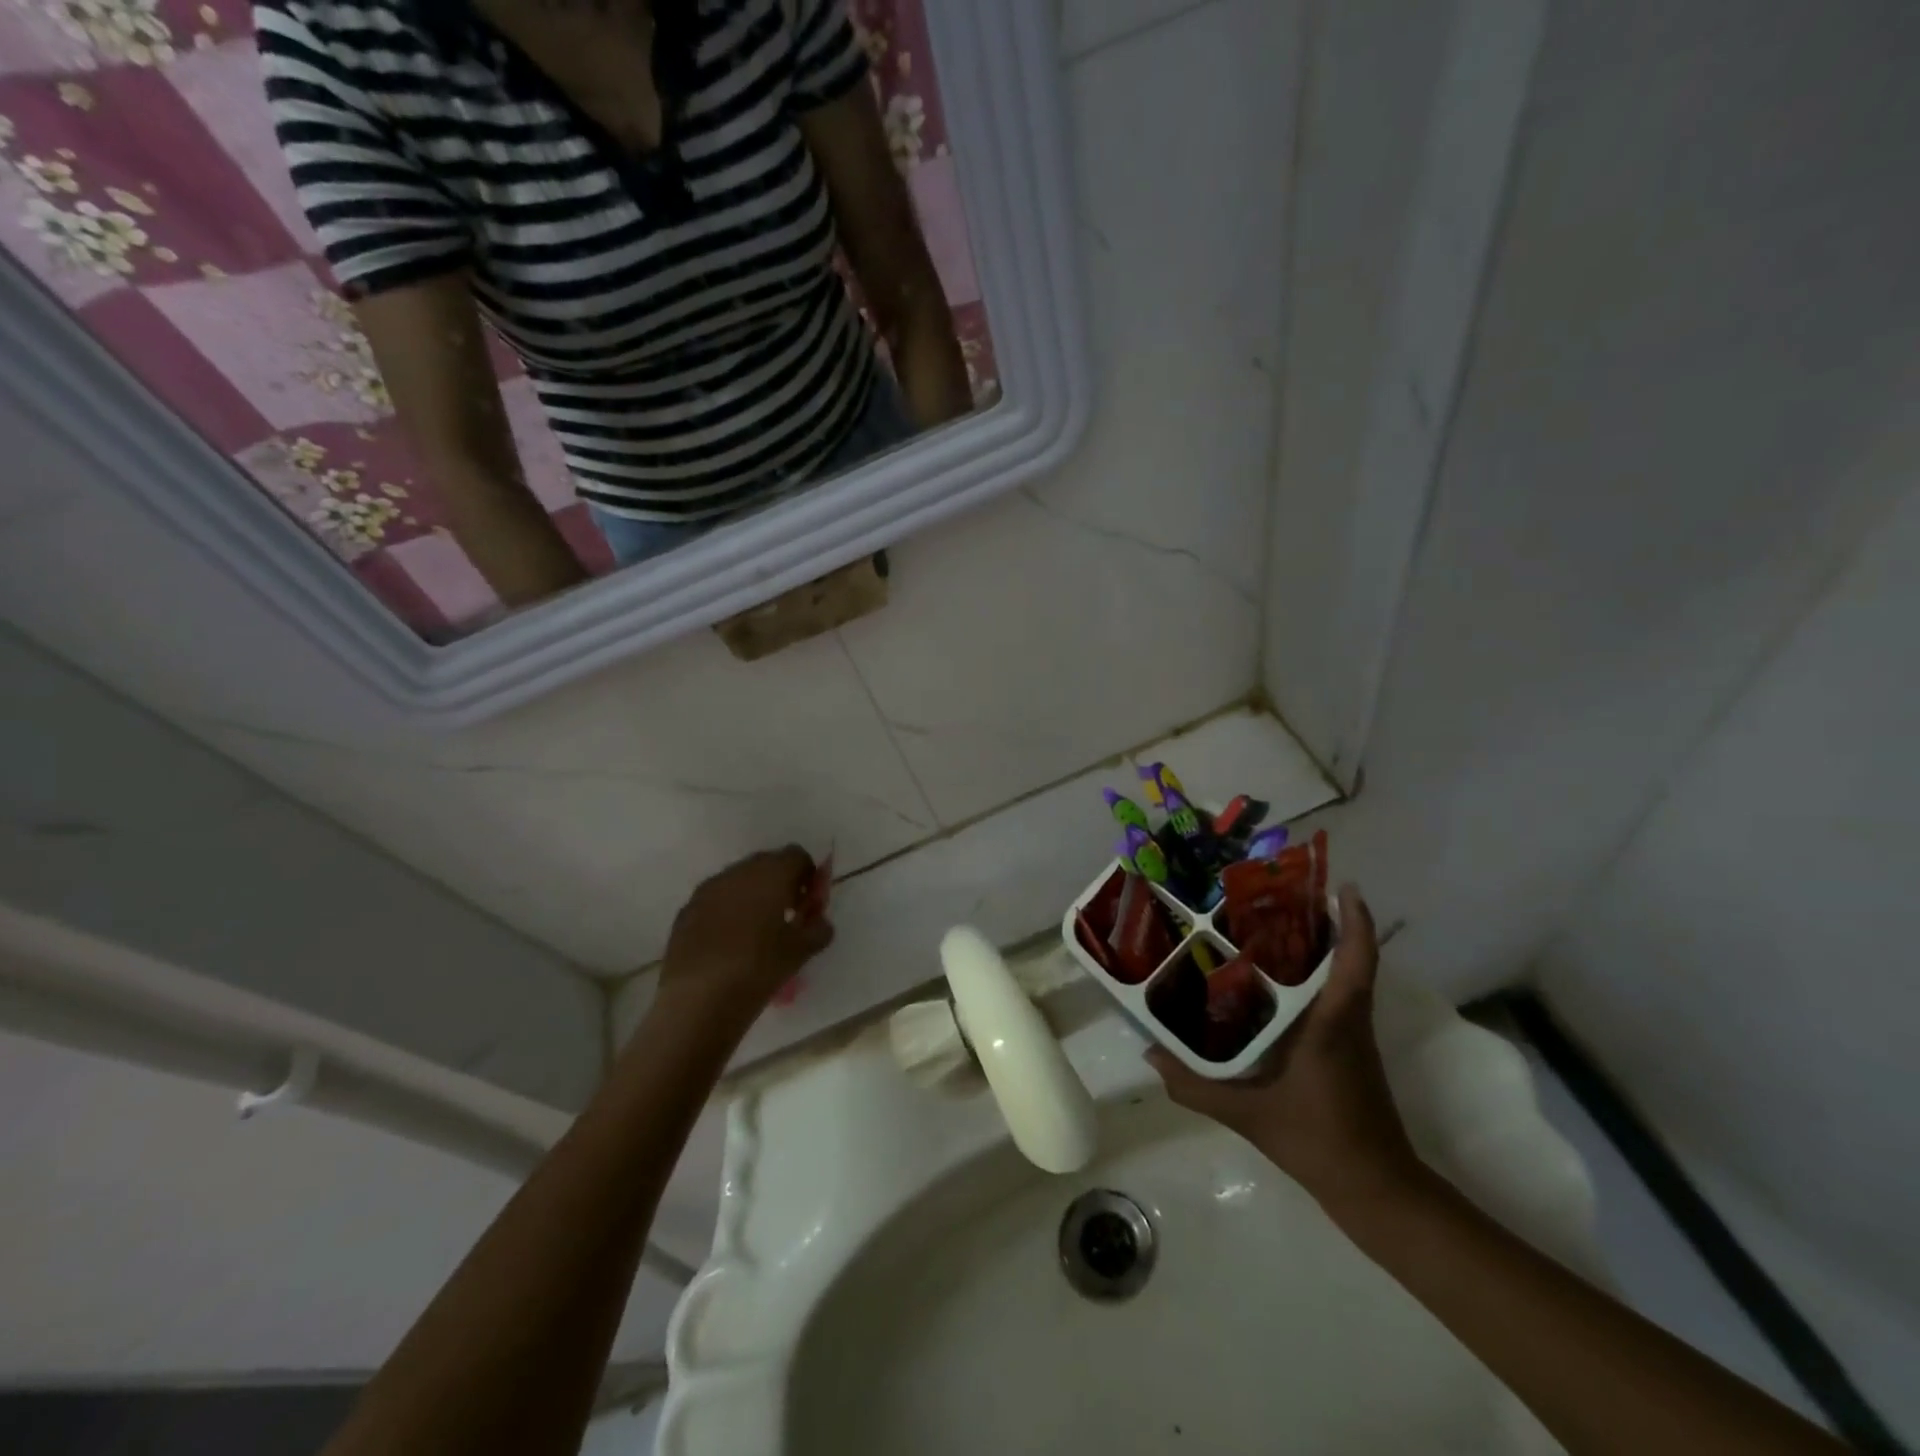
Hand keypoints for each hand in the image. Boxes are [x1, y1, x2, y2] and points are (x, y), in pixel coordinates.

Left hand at [655, 847, 833, 1028]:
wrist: (698, 999)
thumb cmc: (758, 968)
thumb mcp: (799, 952)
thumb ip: (817, 930)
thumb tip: (820, 923)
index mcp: (771, 873)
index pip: (797, 856)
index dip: (808, 876)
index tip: (808, 904)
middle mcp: (739, 872)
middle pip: (767, 864)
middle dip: (780, 884)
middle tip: (787, 916)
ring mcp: (708, 889)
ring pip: (738, 881)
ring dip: (752, 896)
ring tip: (757, 932)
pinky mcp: (686, 911)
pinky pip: (715, 900)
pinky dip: (727, 911)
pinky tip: (729, 944)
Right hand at [1147, 885, 1419, 1210]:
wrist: (1374, 1189)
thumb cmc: (1317, 1139)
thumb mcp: (1247, 1114)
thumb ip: (1194, 1085)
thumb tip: (1150, 1054)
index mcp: (1332, 1023)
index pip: (1354, 961)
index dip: (1354, 921)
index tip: (1344, 886)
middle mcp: (1348, 1020)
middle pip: (1349, 958)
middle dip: (1326, 921)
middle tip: (1280, 895)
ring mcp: (1354, 1036)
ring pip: (1345, 976)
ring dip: (1323, 947)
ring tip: (1274, 925)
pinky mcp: (1351, 1050)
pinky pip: (1338, 997)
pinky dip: (1318, 976)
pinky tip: (1278, 982)